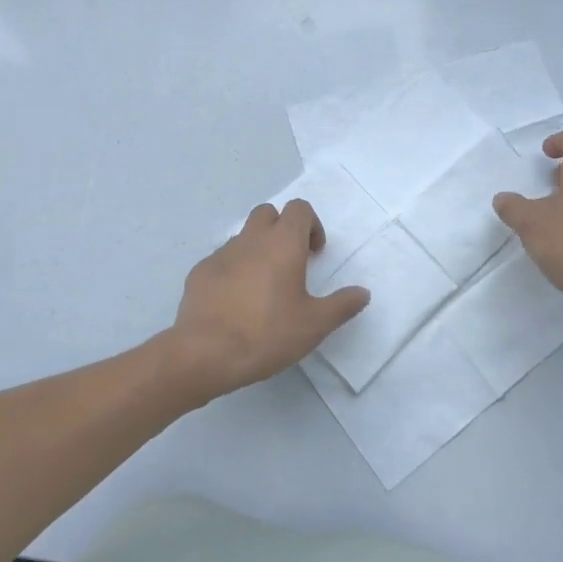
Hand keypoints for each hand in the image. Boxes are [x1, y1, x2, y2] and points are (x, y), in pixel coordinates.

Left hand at [161, 199, 370, 402]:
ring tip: (263, 287)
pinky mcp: (200, 272)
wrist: (204, 353)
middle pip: (268, 213)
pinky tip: (236, 303)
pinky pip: (222, 260)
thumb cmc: (266, 334)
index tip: (315, 254)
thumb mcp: (314, 325)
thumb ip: (342, 305)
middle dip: (282, 229)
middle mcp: (251, 239)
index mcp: (283, 244)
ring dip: (257, 249)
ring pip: (244, 236)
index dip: (311, 224)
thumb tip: (362, 292)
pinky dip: (234, 270)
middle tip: (291, 263)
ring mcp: (221, 254)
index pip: (299, 208)